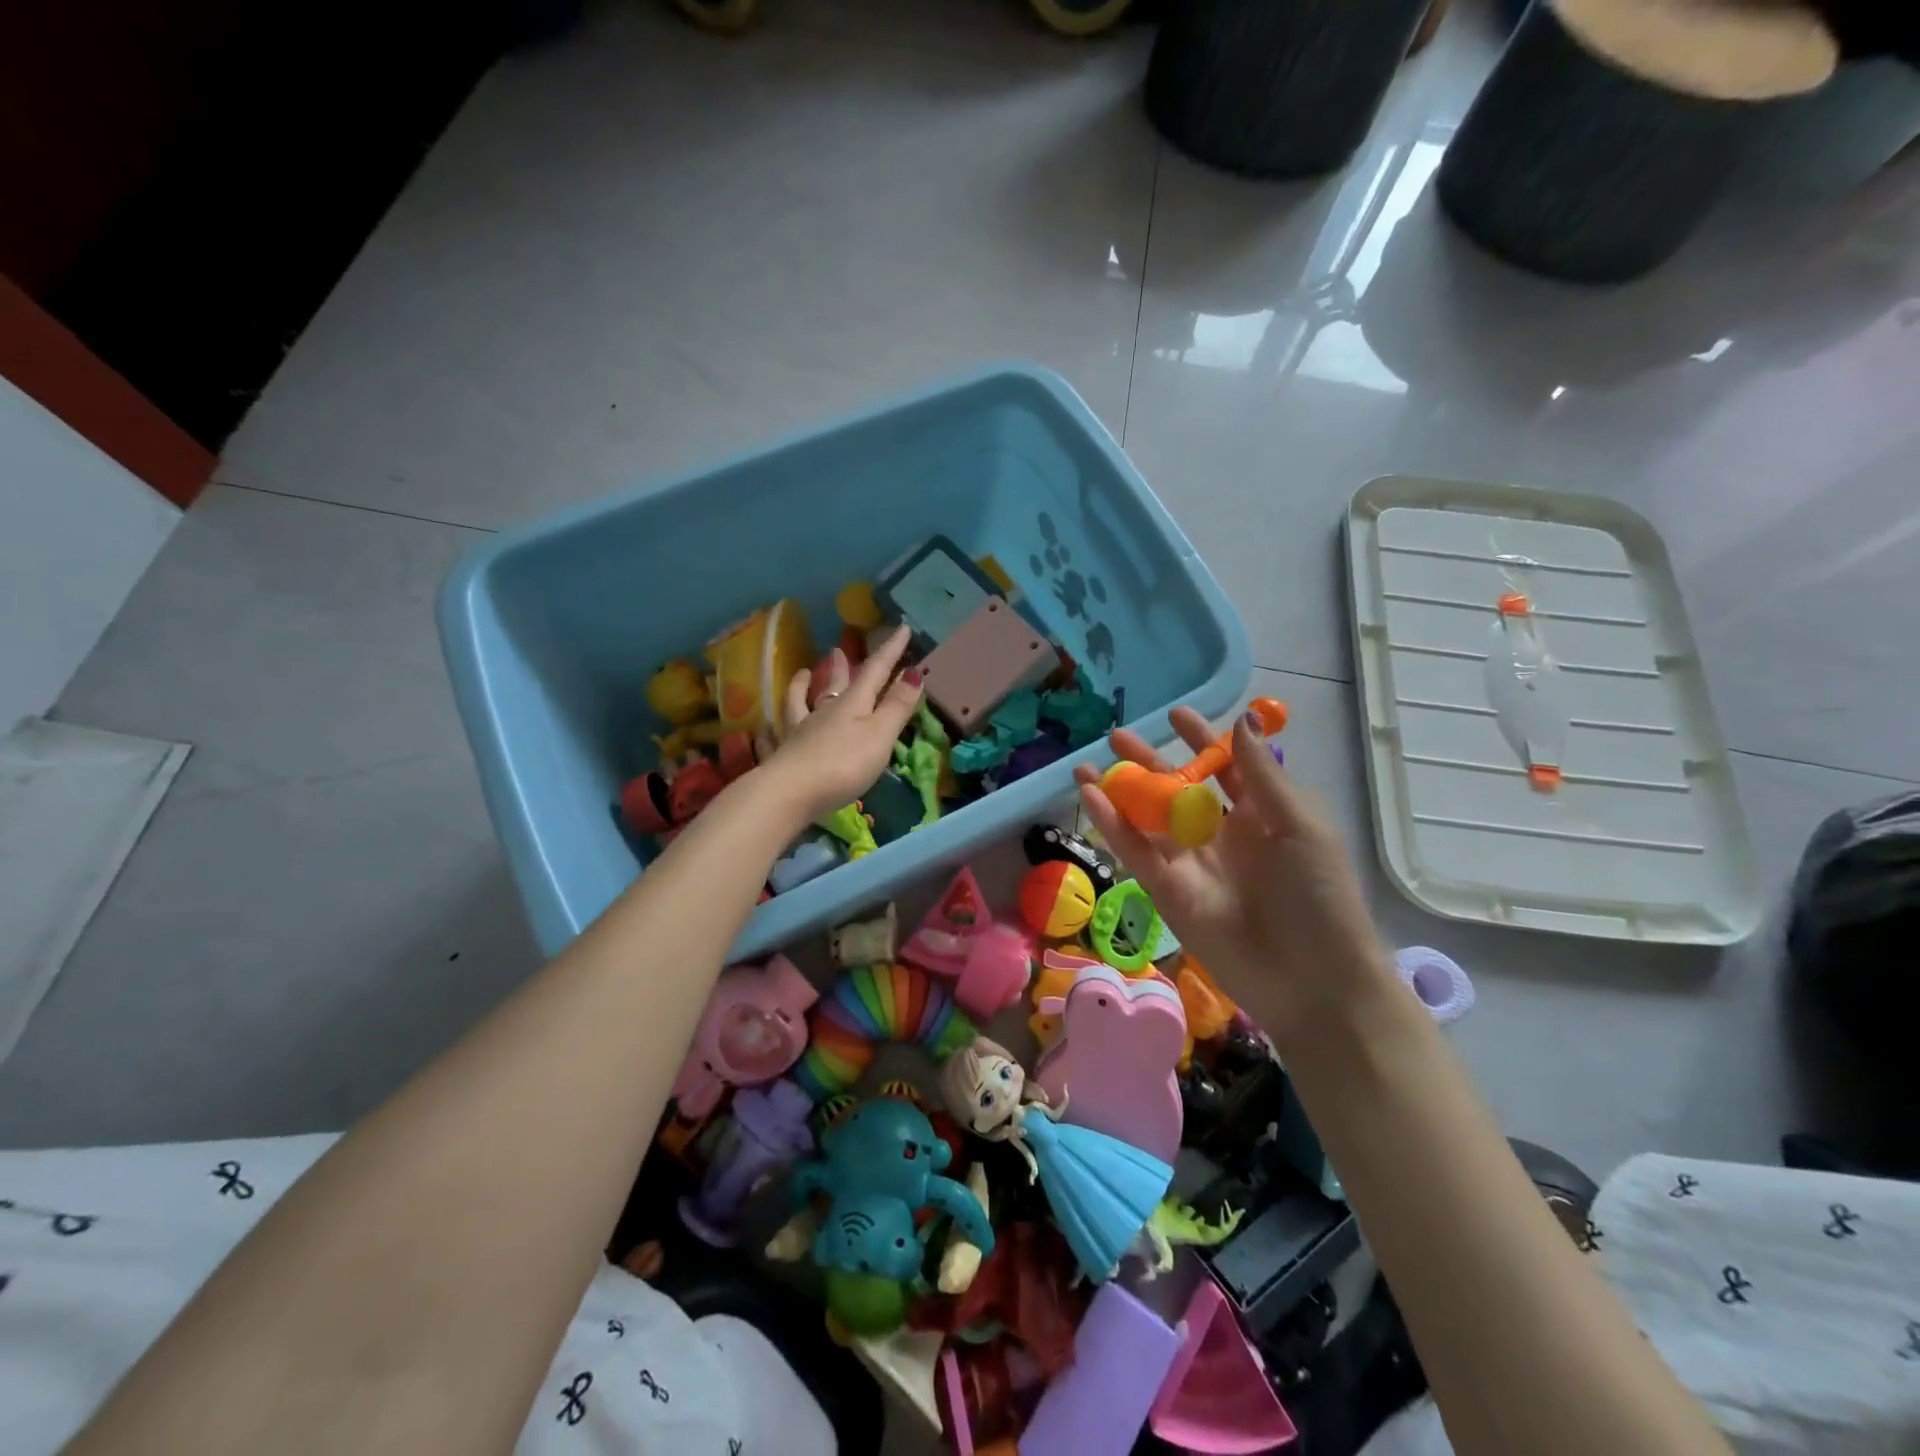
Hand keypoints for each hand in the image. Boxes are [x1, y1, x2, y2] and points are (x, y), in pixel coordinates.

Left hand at [757, 625, 923, 825]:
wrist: (790, 792)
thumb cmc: (844, 764)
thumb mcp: (880, 735)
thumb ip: (896, 706)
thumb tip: (914, 672)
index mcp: (852, 704)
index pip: (875, 670)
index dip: (891, 651)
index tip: (902, 628)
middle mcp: (824, 711)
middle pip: (835, 683)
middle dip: (842, 666)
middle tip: (838, 650)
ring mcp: (800, 731)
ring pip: (802, 701)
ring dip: (802, 686)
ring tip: (802, 673)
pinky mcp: (784, 754)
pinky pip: (777, 734)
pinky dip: (773, 727)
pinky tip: (765, 727)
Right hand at [1075, 707, 1395, 1055]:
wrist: (1312, 982)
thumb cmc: (1319, 897)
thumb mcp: (1300, 827)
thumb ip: (1262, 777)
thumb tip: (1241, 720)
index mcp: (1260, 816)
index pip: (1224, 769)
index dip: (1201, 741)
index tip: (1175, 715)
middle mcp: (1220, 836)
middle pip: (1177, 789)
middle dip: (1149, 761)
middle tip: (1117, 736)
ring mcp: (1190, 864)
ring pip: (1147, 818)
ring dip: (1119, 791)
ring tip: (1086, 765)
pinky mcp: (1166, 891)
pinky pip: (1135, 851)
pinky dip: (1111, 823)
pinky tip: (1089, 795)